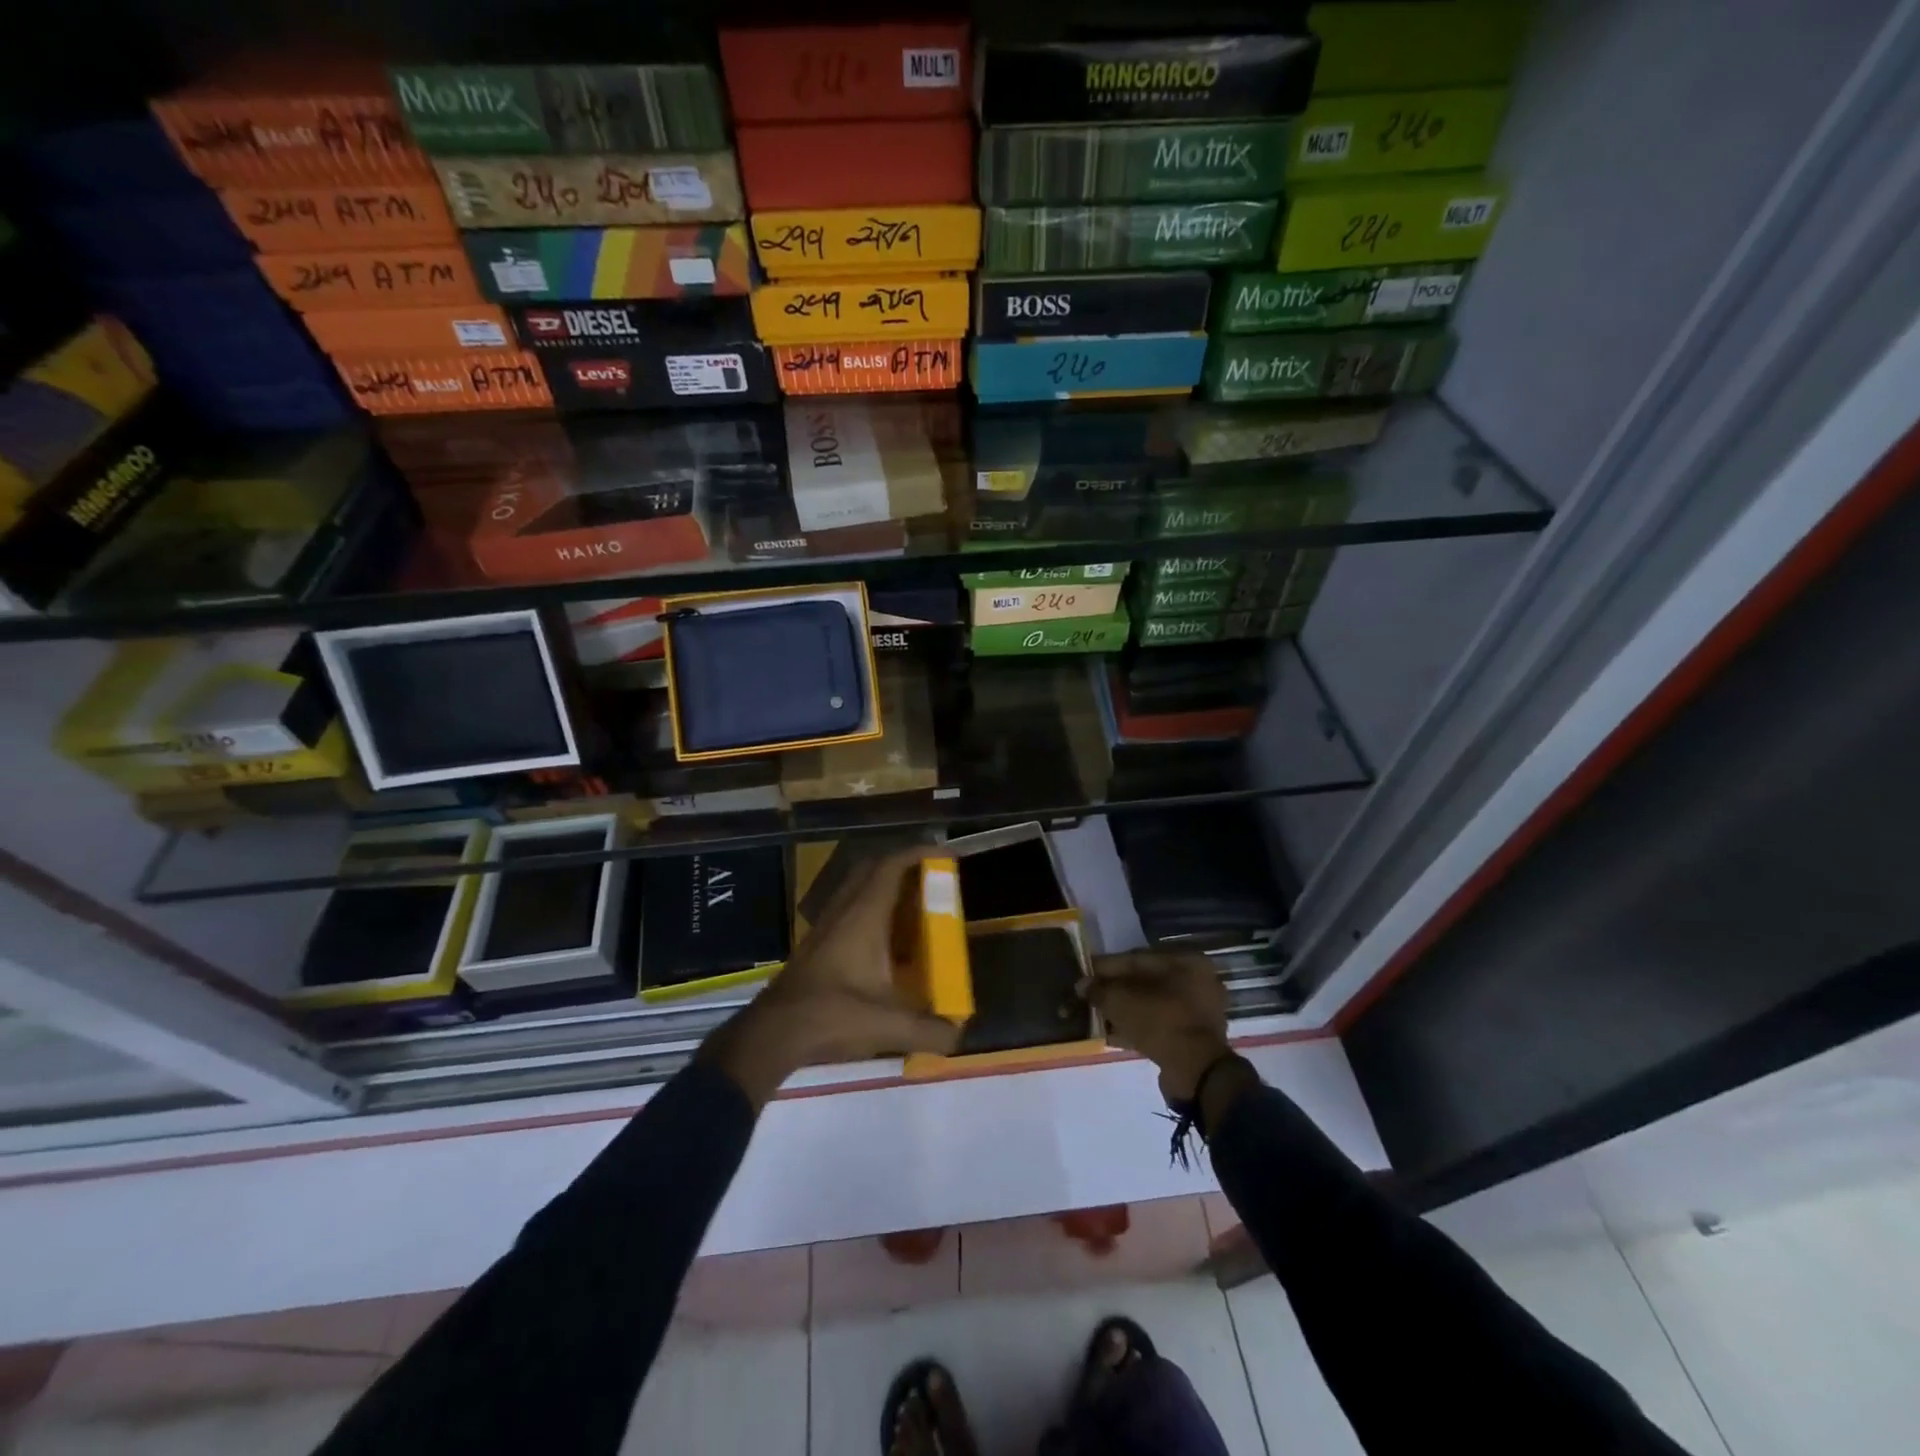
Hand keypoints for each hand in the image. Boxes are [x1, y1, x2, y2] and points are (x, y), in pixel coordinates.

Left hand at [701, 845, 960, 1107]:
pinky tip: (883, 938)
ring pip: (856, 888)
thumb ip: (929, 1031)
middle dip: (902, 864)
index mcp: (864, 916)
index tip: (944, 854)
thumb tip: (958, 1035)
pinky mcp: (816, 942)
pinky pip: (848, 908)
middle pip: (872, 869)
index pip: (891, 867)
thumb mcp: (889, 1025)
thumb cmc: (834, 1015)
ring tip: (911, 904)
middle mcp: (844, 910)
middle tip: (929, 877)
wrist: (775, 1031)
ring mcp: (826, 925)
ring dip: (883, 886)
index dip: (918, 853)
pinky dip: (869, 908)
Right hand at [1084, 949, 1233, 1102]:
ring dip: (1125, 1010)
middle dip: (1116, 990)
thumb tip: (1083, 985)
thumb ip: (1099, 989)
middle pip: (1146, 982)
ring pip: (1152, 1005)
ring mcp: (1198, 1012)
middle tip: (1091, 996)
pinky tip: (1111, 1035)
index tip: (1085, 973)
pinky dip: (1137, 1028)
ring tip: (1097, 1016)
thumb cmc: (1160, 1022)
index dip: (1107, 967)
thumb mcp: (1121, 1001)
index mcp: (1185, 962)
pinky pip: (1159, 1025)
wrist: (1196, 1072)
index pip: (1137, 958)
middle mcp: (1197, 982)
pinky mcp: (1194, 1038)